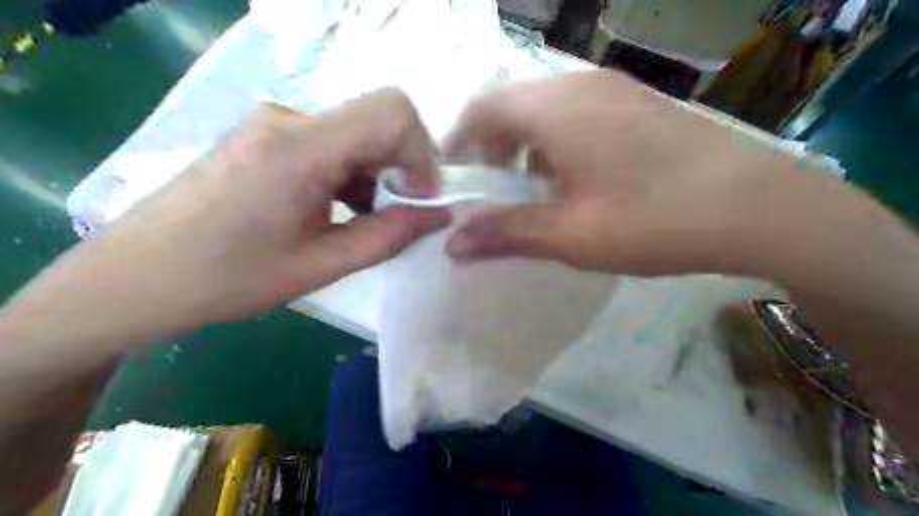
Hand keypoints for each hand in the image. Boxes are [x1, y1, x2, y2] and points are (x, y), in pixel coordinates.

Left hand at [9, 89, 449, 341]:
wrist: (136, 277)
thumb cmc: (227, 278)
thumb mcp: (320, 265)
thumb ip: (389, 236)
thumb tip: (439, 215)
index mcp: (301, 147)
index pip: (393, 112)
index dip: (422, 154)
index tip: (420, 200)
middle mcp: (289, 120)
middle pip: (377, 121)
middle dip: (402, 168)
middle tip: (398, 217)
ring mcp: (274, 124)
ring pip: (356, 133)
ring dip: (376, 174)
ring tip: (362, 221)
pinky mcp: (266, 137)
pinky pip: (330, 143)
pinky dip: (350, 173)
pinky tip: (336, 209)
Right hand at [446, 71, 805, 276]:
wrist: (758, 207)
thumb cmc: (655, 220)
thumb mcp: (572, 235)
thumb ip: (507, 233)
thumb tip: (452, 244)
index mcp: (557, 111)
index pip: (483, 108)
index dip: (458, 142)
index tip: (453, 179)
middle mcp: (580, 87)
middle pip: (512, 105)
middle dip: (490, 147)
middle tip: (489, 191)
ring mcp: (613, 92)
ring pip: (544, 109)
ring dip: (524, 145)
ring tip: (530, 190)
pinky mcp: (636, 105)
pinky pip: (576, 114)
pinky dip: (555, 142)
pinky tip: (573, 180)